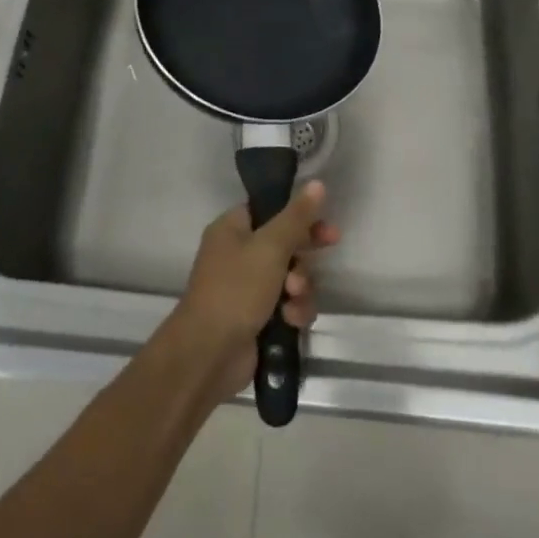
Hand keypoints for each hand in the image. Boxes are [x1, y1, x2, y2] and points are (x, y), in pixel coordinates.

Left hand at [171, 180, 339, 399]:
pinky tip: (292, 320)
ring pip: (290, 277)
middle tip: (328, 248)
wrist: (209, 354)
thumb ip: (297, 217)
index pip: (271, 210)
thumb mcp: (270, 247)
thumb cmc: (236, 289)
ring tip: (294, 298)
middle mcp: (238, 254)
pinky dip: (293, 311)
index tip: (324, 222)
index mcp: (232, 229)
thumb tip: (317, 183)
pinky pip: (287, 305)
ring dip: (301, 286)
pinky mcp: (257, 318)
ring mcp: (247, 288)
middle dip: (304, 254)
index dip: (299, 216)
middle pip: (284, 243)